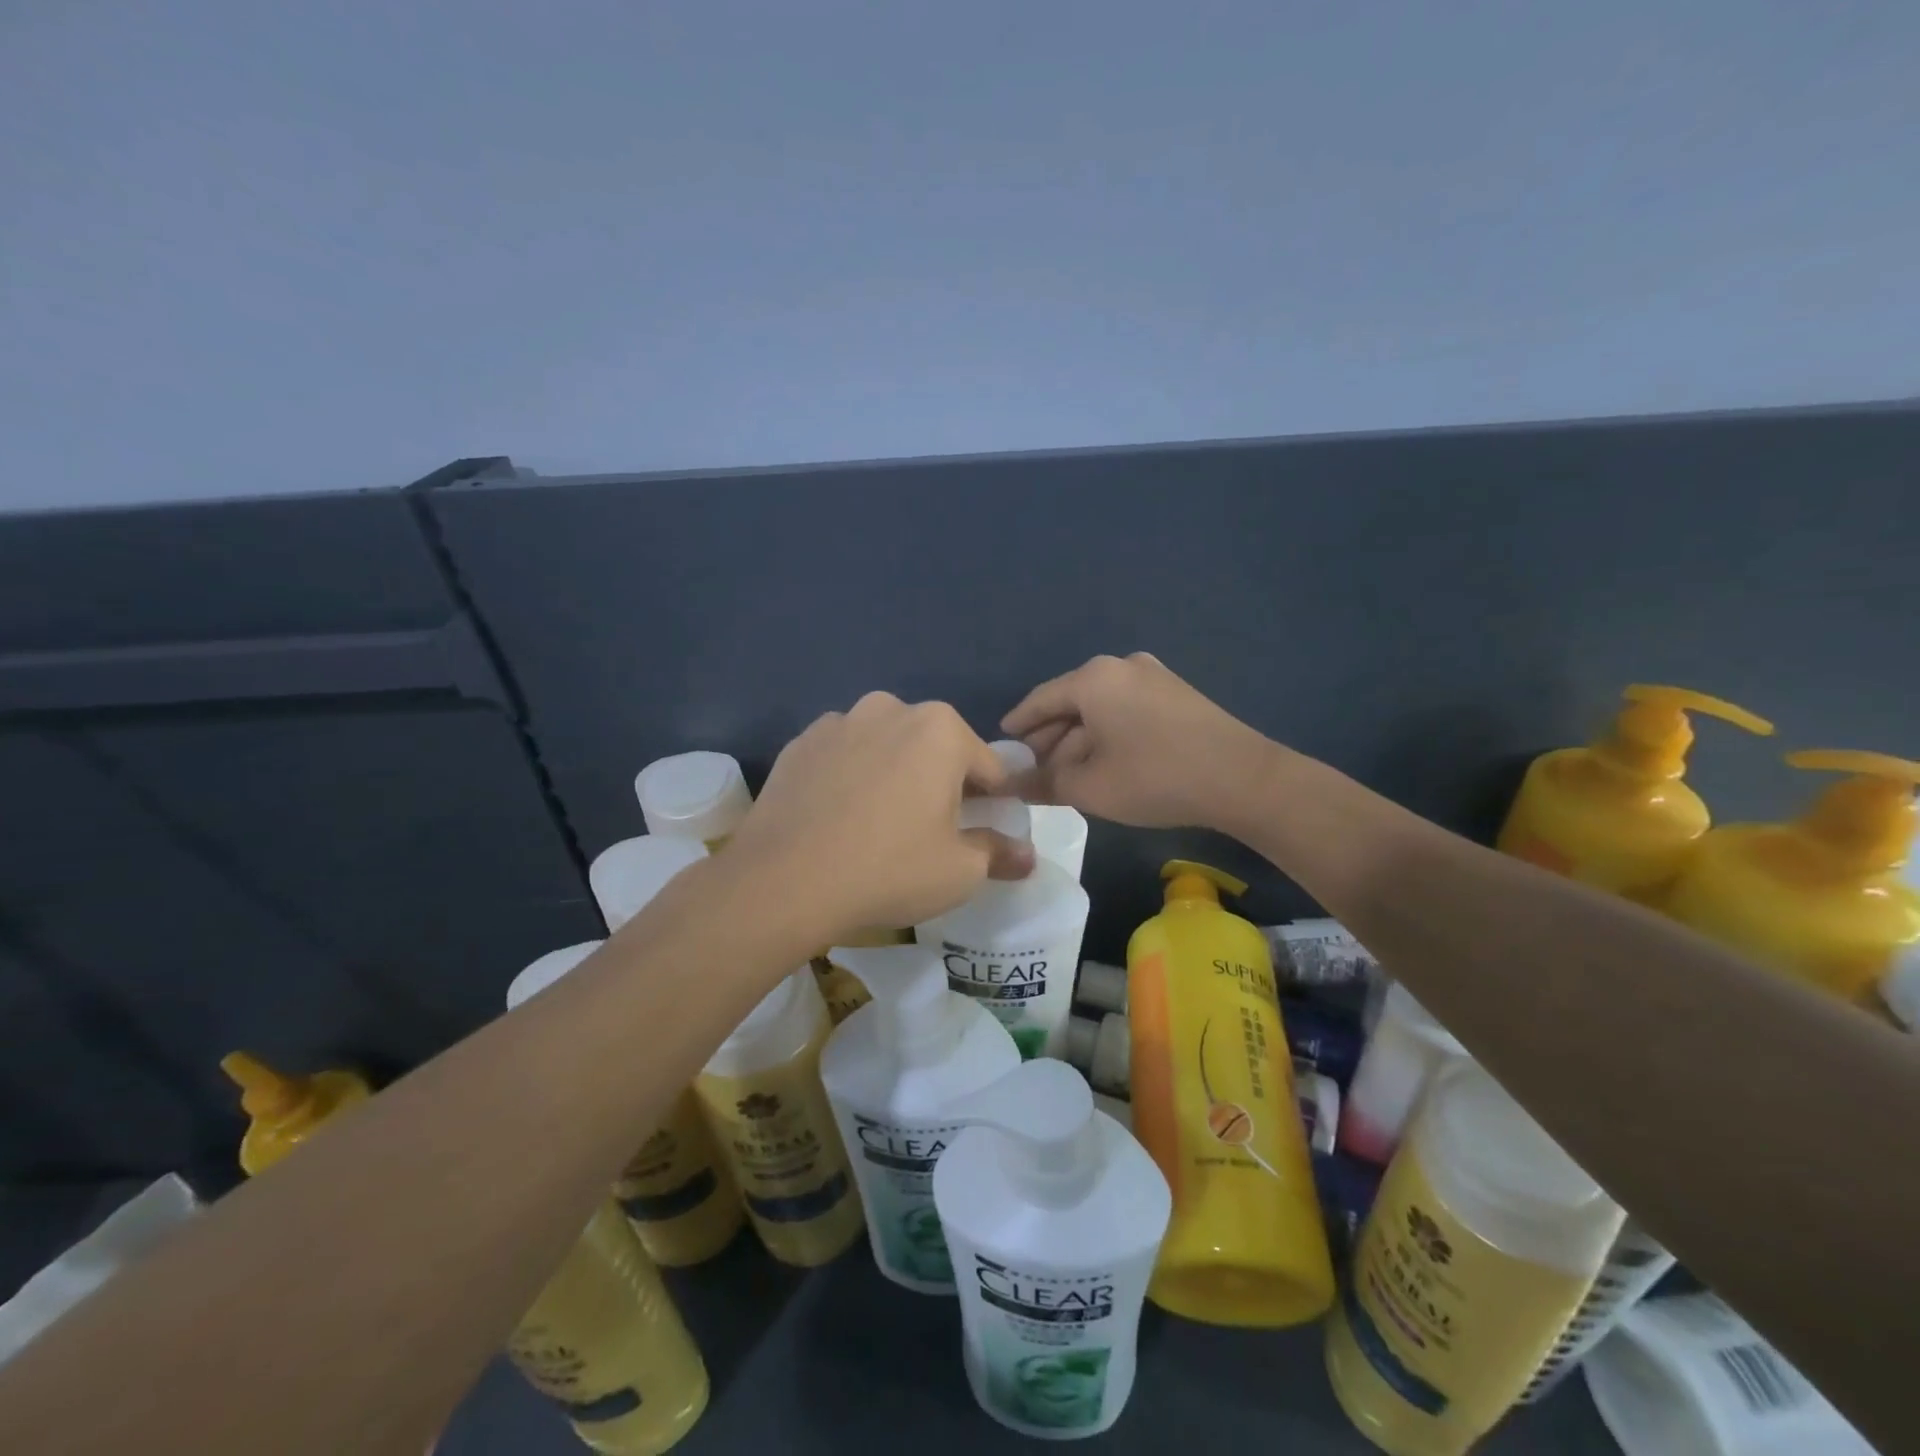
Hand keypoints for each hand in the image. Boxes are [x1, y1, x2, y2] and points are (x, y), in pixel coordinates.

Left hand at [728, 693, 1034, 942]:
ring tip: (878, 823)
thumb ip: (999, 854)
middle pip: (935, 749)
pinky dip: (851, 778)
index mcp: (941, 729)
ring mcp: (839, 722)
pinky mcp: (800, 743)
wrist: (782, 881)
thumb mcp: (959, 871)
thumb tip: (1027, 856)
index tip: (984, 832)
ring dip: (893, 774)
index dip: (993, 802)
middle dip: (941, 783)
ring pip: (886, 747)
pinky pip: (843, 756)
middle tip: (929, 832)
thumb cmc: (888, 869)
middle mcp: (891, 709)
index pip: (988, 766)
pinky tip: (839, 818)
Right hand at [1001, 653, 1275, 828]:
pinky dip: (1106, 734)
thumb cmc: (1154, 778)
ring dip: (1078, 740)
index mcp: (1093, 678)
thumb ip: (1044, 783)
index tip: (1002, 744)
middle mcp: (1120, 666)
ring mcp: (1153, 676)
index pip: (1040, 700)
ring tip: (1064, 774)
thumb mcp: (1090, 787)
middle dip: (1049, 738)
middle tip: (1031, 769)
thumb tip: (1013, 785)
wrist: (1242, 779)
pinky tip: (1102, 762)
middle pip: (1070, 702)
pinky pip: (1125, 710)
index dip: (1018, 725)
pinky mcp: (1175, 694)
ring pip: (1099, 708)